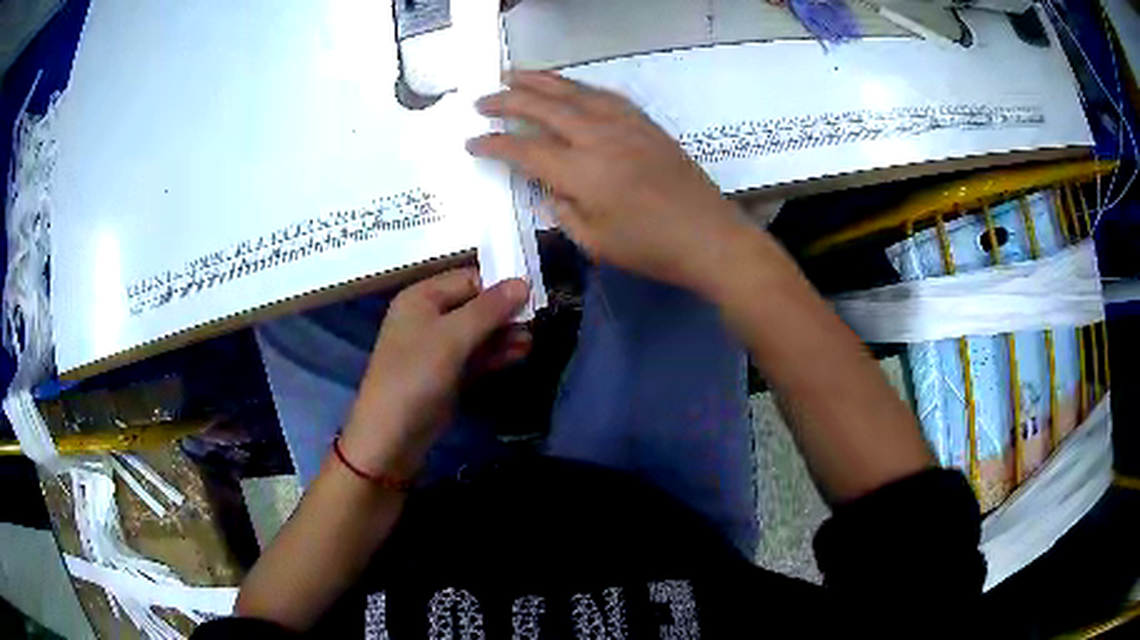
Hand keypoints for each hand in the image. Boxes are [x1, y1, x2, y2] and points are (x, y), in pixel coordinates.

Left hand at [339, 270, 530, 479]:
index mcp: (422, 297)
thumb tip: (523, 282)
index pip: (469, 279)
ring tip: (532, 339)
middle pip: (475, 304)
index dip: (500, 284)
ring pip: (478, 332)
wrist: (391, 435)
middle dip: (505, 312)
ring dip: (504, 334)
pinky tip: (521, 352)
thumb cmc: (415, 376)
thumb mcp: (452, 338)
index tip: (533, 294)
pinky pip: (476, 355)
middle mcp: (429, 317)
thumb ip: (488, 309)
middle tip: (537, 319)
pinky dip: (496, 353)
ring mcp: (438, 347)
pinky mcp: (447, 373)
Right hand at [466, 71, 746, 293]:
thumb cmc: (651, 248)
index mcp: (581, 172)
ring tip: (513, 74)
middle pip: (543, 107)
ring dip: (539, 80)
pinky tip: (567, 86)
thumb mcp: (595, 241)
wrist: (710, 236)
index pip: (524, 149)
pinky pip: (603, 94)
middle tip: (482, 99)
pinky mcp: (644, 122)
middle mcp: (598, 136)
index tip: (472, 141)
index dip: (493, 144)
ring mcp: (624, 124)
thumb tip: (546, 186)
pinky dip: (577, 86)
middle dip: (507, 100)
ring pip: (573, 91)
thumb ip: (561, 209)